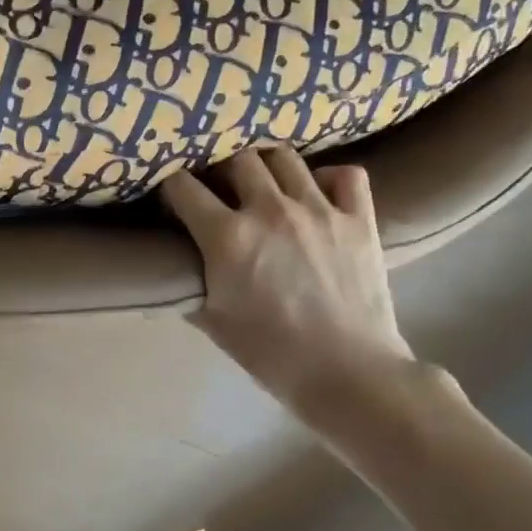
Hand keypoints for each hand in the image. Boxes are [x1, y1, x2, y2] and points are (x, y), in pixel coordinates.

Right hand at [162, 148, 414, 418]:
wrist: (348, 373)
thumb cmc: (272, 354)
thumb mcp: (214, 323)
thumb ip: (189, 288)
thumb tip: (173, 275)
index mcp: (228, 236)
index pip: (183, 187)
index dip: (171, 186)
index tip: (173, 196)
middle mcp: (270, 209)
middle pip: (236, 158)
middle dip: (221, 168)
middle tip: (221, 188)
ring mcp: (319, 209)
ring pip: (285, 156)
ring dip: (268, 165)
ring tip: (265, 182)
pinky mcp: (360, 218)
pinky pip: (346, 175)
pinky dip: (329, 177)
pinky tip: (319, 193)